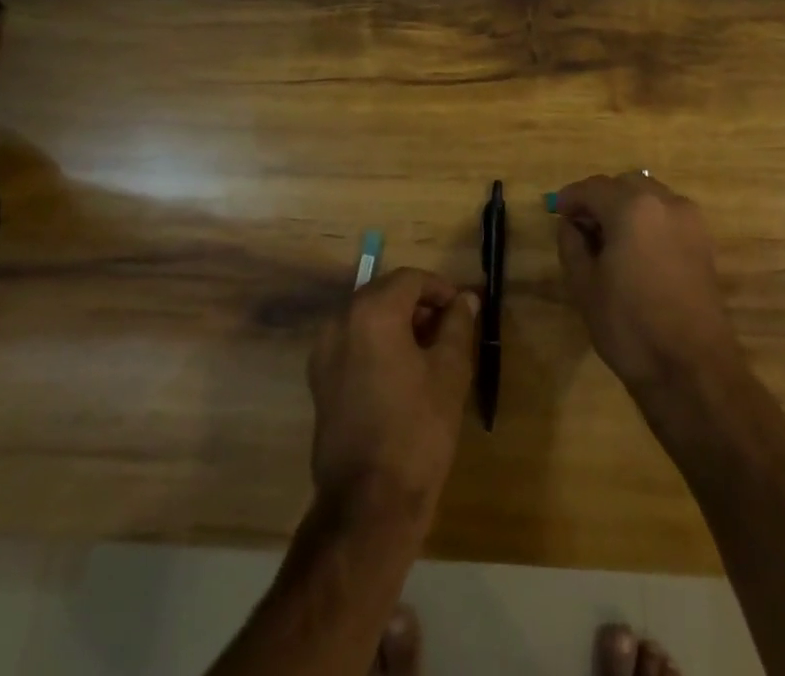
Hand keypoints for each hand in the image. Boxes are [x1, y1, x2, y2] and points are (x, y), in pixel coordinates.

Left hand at [306, 268, 477, 531]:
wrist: (368, 503)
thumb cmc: (417, 430)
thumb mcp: (449, 372)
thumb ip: (457, 325)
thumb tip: (465, 299)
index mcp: (372, 311)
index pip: (410, 279)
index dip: (439, 289)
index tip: (462, 309)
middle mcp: (341, 320)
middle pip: (385, 294)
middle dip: (418, 305)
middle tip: (448, 329)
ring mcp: (324, 350)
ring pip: (366, 317)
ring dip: (397, 323)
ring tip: (428, 351)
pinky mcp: (319, 379)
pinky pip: (352, 342)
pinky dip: (376, 343)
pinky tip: (400, 372)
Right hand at [555, 172, 740, 396]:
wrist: (693, 369)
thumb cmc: (630, 326)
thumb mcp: (584, 285)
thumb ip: (572, 243)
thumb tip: (571, 224)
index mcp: (632, 207)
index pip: (593, 188)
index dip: (570, 197)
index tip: (555, 211)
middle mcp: (665, 202)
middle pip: (624, 184)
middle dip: (600, 199)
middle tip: (581, 226)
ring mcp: (689, 220)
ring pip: (649, 196)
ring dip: (626, 206)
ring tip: (609, 238)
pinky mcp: (704, 241)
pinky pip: (667, 215)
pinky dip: (648, 220)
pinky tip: (635, 249)